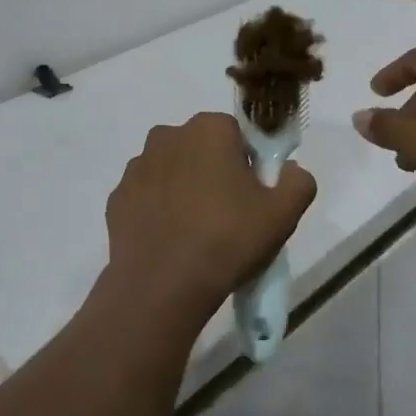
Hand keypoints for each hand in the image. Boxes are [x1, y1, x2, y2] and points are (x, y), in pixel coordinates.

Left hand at [101, 113, 317, 330]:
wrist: (162, 286)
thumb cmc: (227, 239)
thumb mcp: (283, 213)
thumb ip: (299, 181)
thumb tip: (291, 171)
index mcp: (209, 128)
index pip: (237, 135)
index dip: (249, 164)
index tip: (252, 197)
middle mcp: (168, 136)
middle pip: (201, 149)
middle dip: (214, 172)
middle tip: (228, 216)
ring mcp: (137, 166)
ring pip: (171, 170)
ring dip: (183, 189)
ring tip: (196, 233)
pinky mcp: (117, 197)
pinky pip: (147, 197)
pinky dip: (158, 211)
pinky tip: (170, 241)